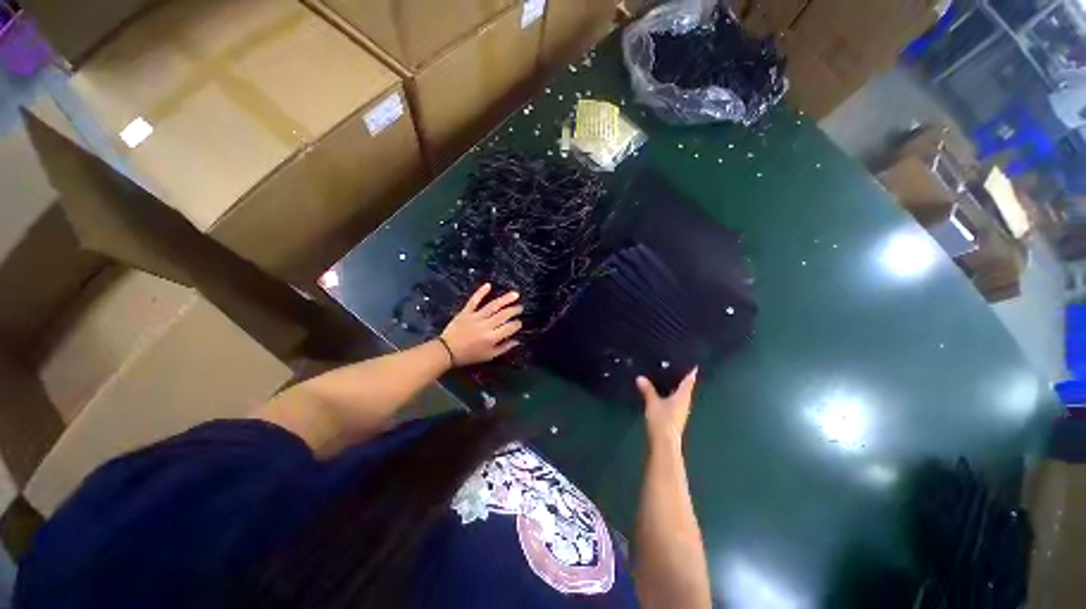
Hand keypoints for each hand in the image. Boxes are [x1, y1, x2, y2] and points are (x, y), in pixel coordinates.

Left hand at [440, 284, 522, 365]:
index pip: (509, 328)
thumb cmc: (469, 355)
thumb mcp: (489, 356)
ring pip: (493, 306)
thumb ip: (504, 348)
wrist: (447, 351)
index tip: (520, 322)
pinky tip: (488, 285)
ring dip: (505, 299)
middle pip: (503, 315)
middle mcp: (486, 325)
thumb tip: (517, 340)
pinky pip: (474, 301)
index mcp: (492, 337)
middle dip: (514, 310)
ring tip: (515, 294)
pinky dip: (481, 292)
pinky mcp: (466, 312)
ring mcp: (475, 317)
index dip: (516, 324)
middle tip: (521, 307)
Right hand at [636, 369, 697, 450]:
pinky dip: (670, 395)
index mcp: (683, 396)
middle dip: (682, 379)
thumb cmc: (662, 419)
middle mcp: (685, 403)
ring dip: (675, 387)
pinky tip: (662, 393)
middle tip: (675, 367)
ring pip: (680, 395)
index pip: (689, 381)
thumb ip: (647, 389)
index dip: (690, 372)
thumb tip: (640, 377)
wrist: (664, 443)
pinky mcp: (675, 418)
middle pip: (686, 388)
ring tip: (667, 378)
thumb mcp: (652, 402)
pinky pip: (674, 402)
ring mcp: (680, 411)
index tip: (692, 364)